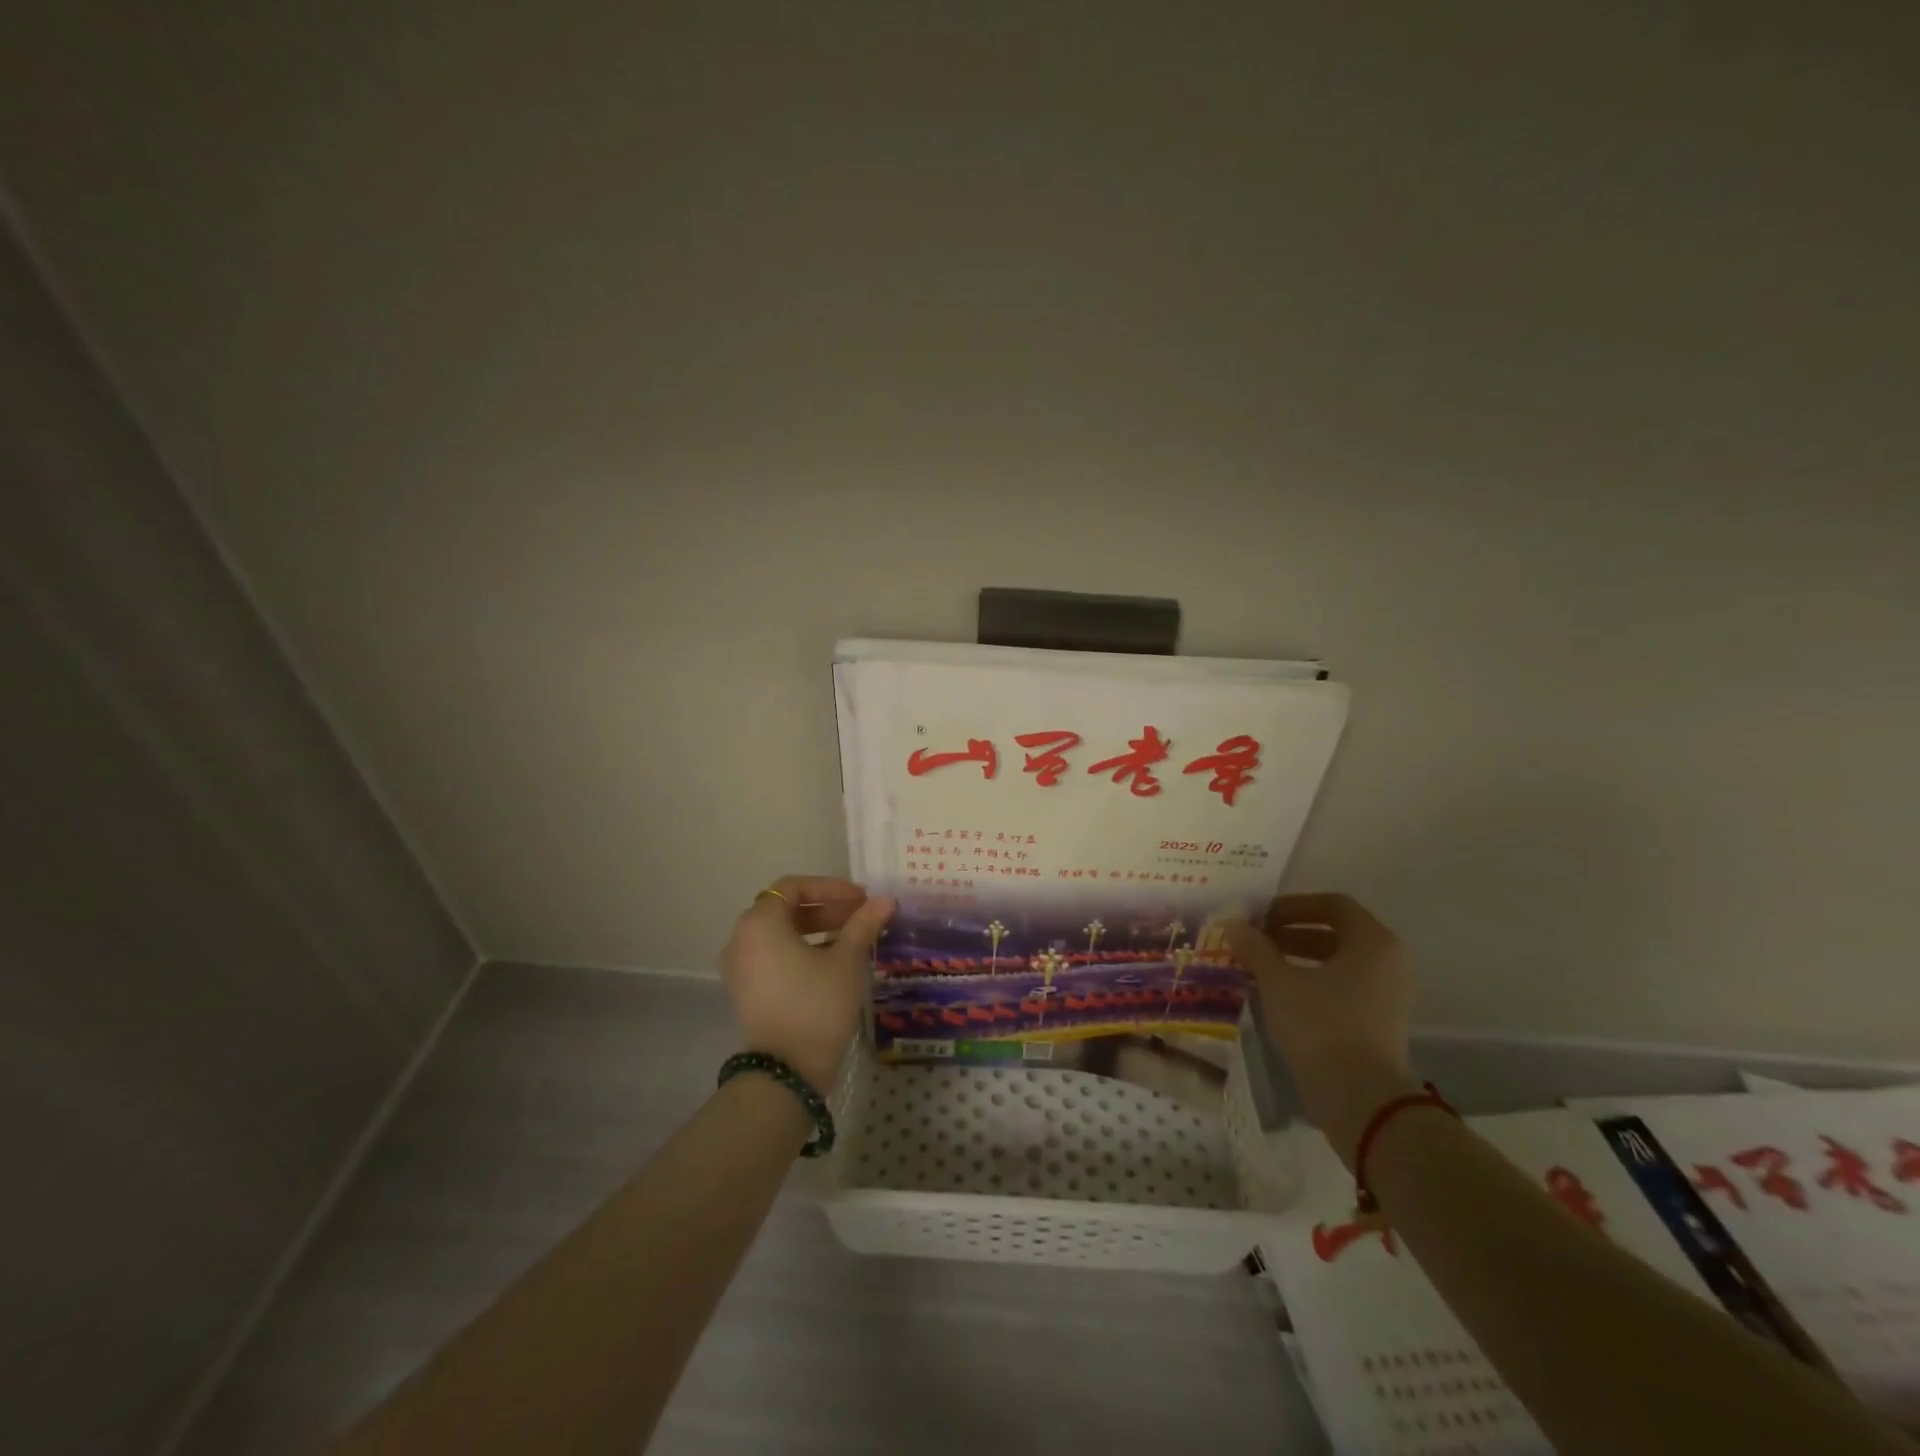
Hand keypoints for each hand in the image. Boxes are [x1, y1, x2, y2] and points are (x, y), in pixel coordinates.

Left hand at [719, 875, 894, 1093]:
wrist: (786, 1071)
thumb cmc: (816, 1004)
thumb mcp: (846, 960)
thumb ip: (863, 923)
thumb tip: (885, 899)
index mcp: (759, 922)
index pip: (794, 886)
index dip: (830, 887)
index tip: (861, 899)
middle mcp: (741, 939)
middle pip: (786, 909)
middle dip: (827, 908)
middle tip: (862, 916)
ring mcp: (740, 967)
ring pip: (780, 934)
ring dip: (816, 930)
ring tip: (853, 938)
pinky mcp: (746, 991)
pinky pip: (774, 956)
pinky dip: (801, 951)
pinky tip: (833, 962)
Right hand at [1225, 892, 1417, 1166]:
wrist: (1360, 1099)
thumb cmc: (1321, 1026)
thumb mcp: (1278, 981)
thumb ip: (1256, 947)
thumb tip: (1234, 924)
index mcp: (1373, 942)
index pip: (1332, 905)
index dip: (1292, 906)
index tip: (1260, 918)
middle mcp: (1388, 963)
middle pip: (1334, 933)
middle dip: (1289, 934)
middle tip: (1253, 942)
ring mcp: (1388, 995)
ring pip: (1336, 963)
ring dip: (1296, 959)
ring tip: (1258, 968)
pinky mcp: (1379, 1024)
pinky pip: (1342, 989)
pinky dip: (1311, 984)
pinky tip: (1277, 996)